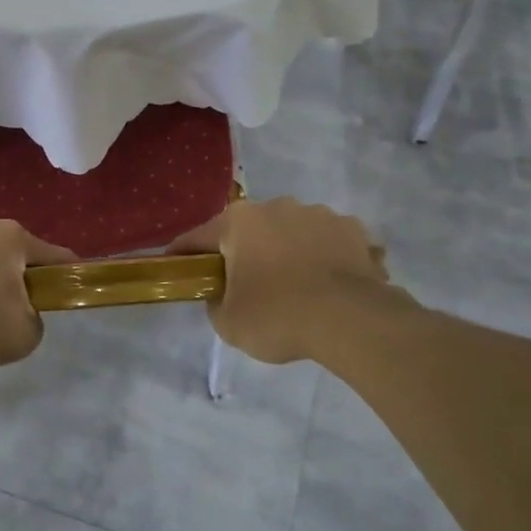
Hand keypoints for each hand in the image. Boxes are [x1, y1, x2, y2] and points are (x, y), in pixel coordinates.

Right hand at [169, 198, 399, 363]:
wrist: (350, 320)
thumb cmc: (277, 316)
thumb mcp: (228, 323)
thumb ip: (216, 302)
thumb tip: (224, 294)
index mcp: (239, 221)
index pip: (199, 237)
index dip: (185, 254)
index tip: (176, 265)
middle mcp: (277, 206)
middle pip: (251, 231)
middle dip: (247, 252)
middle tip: (247, 284)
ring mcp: (319, 214)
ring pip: (293, 232)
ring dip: (290, 251)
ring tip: (298, 287)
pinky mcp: (354, 230)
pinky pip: (330, 243)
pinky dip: (326, 258)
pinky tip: (331, 285)